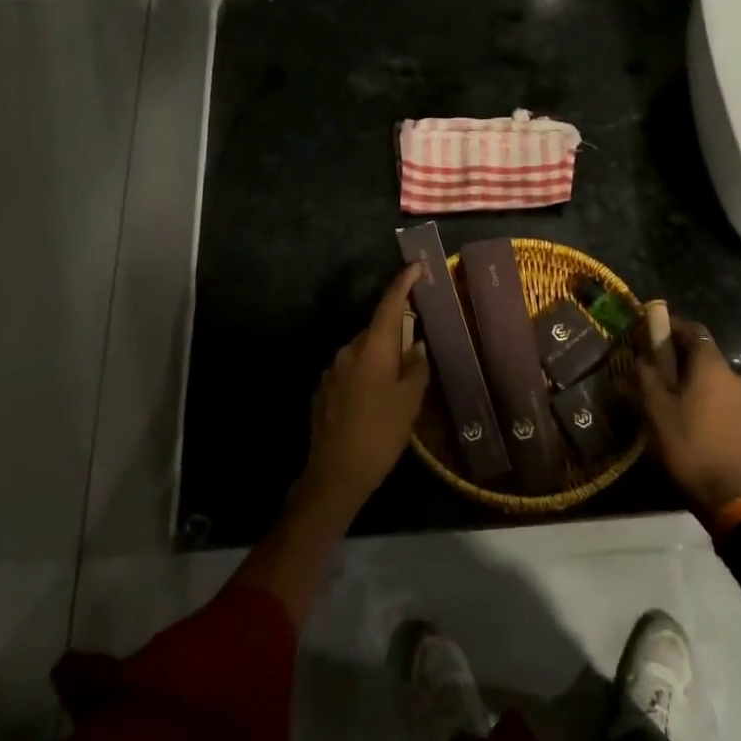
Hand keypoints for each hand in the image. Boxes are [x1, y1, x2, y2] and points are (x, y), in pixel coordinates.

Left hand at [300, 264, 430, 517]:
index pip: (389, 305)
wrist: (335, 475)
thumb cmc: (380, 434)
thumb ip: (416, 368)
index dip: (403, 283)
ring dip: (380, 358)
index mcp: (372, 349)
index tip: (416, 266)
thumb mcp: (410, 402)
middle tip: (416, 346)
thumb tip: (417, 345)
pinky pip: (350, 372)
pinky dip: (365, 375)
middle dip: (395, 332)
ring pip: (362, 353)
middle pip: (375, 330)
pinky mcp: (323, 391)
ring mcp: (331, 371)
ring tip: (398, 382)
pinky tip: (375, 400)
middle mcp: (348, 352)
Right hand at [635, 318, 740, 519]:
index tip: (650, 330)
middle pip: (704, 353)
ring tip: (669, 393)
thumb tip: (641, 354)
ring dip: (692, 377)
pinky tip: (689, 413)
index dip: (671, 326)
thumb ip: (647, 373)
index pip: (694, 330)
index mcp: (712, 366)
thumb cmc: (685, 443)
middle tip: (653, 366)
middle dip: (679, 355)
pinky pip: (722, 395)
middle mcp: (734, 375)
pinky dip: (705, 395)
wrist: (724, 492)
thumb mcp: (655, 407)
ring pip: (713, 376)